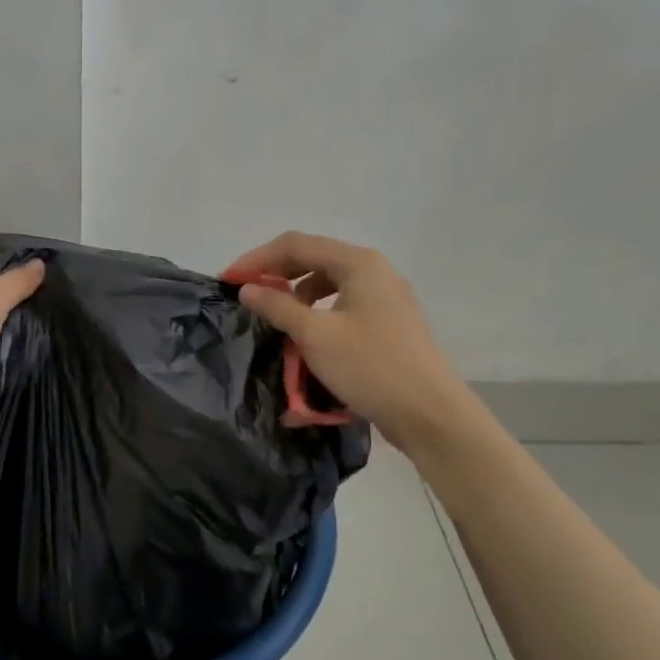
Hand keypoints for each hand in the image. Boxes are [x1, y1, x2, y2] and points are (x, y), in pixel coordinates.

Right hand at [224, 232, 466, 451]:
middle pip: (313, 258)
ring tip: (274, 316)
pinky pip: (342, 304)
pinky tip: (306, 335)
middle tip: (246, 294)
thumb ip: (277, 306)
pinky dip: (317, 312)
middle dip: (276, 274)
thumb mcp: (315, 335)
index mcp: (359, 263)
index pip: (296, 245)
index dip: (257, 259)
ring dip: (296, 294)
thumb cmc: (370, 367)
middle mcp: (374, 271)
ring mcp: (385, 297)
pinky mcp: (388, 323)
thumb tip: (247, 288)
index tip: (229, 280)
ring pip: (328, 282)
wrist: (430, 414)